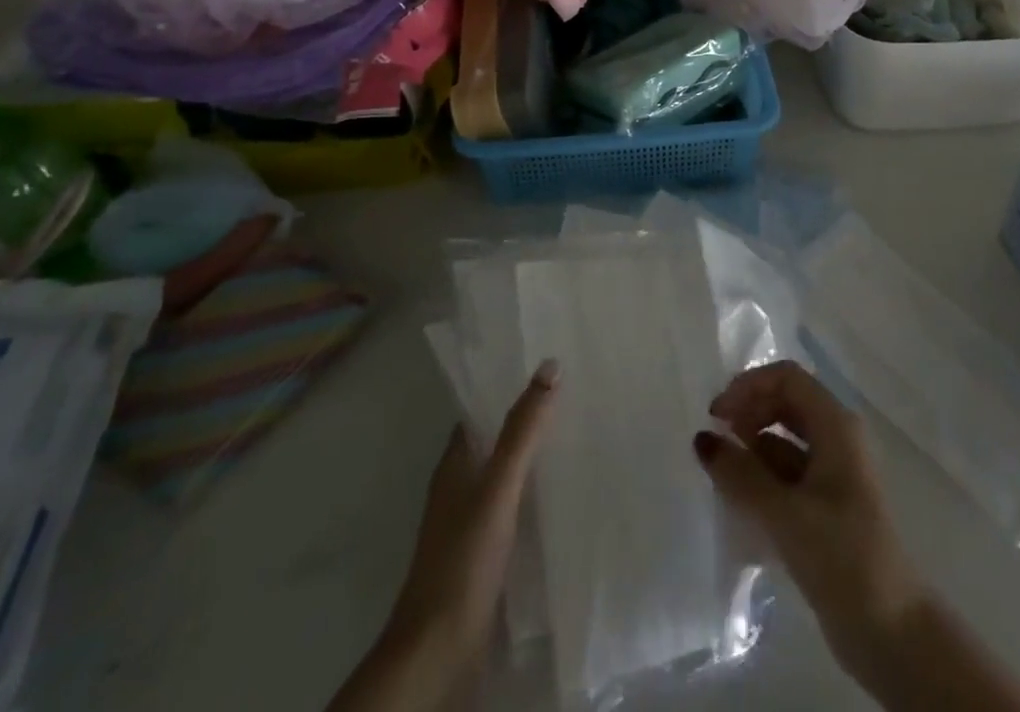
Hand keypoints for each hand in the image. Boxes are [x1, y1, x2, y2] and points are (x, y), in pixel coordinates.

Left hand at [329, 361, 557, 711]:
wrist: (439, 654)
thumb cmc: (463, 560)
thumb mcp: (498, 487)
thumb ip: (522, 430)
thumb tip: (550, 365)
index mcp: (454, 466)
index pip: (480, 412)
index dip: (508, 388)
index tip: (548, 366)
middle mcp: (458, 490)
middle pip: (495, 443)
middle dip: (528, 422)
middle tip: (576, 395)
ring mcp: (470, 526)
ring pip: (506, 478)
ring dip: (534, 460)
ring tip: (580, 437)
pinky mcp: (485, 558)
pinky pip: (514, 511)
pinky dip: (535, 497)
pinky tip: (565, 497)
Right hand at [693, 361, 924, 661]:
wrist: (892, 633)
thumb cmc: (842, 556)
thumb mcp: (785, 513)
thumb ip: (740, 474)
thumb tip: (702, 439)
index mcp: (836, 425)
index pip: (787, 378)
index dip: (749, 386)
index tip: (717, 415)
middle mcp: (837, 438)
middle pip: (786, 403)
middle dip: (749, 413)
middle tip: (716, 441)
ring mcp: (834, 473)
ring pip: (786, 440)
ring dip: (753, 447)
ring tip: (722, 474)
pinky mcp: (827, 506)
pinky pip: (789, 473)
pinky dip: (763, 477)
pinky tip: (740, 501)